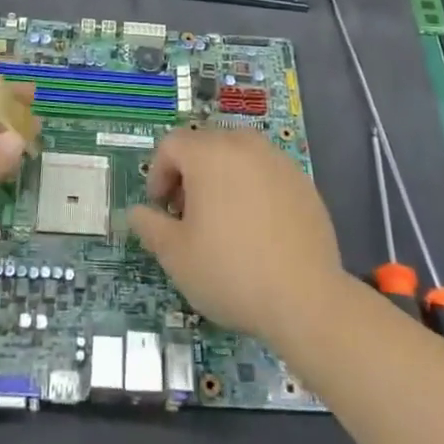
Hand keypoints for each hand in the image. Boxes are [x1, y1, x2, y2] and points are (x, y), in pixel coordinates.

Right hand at [127, 126, 344, 343]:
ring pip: (238, 156)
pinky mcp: (303, 182)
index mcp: (209, 154)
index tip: (161, 209)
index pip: (171, 144)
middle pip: (205, 144)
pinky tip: (256, 229)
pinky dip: (252, 189)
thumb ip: (150, 226)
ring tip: (222, 220)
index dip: (158, 174)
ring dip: (221, 178)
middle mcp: (244, 146)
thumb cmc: (231, 272)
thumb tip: (136, 212)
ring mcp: (278, 161)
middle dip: (189, 173)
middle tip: (188, 215)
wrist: (306, 298)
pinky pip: (266, 173)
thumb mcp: (176, 256)